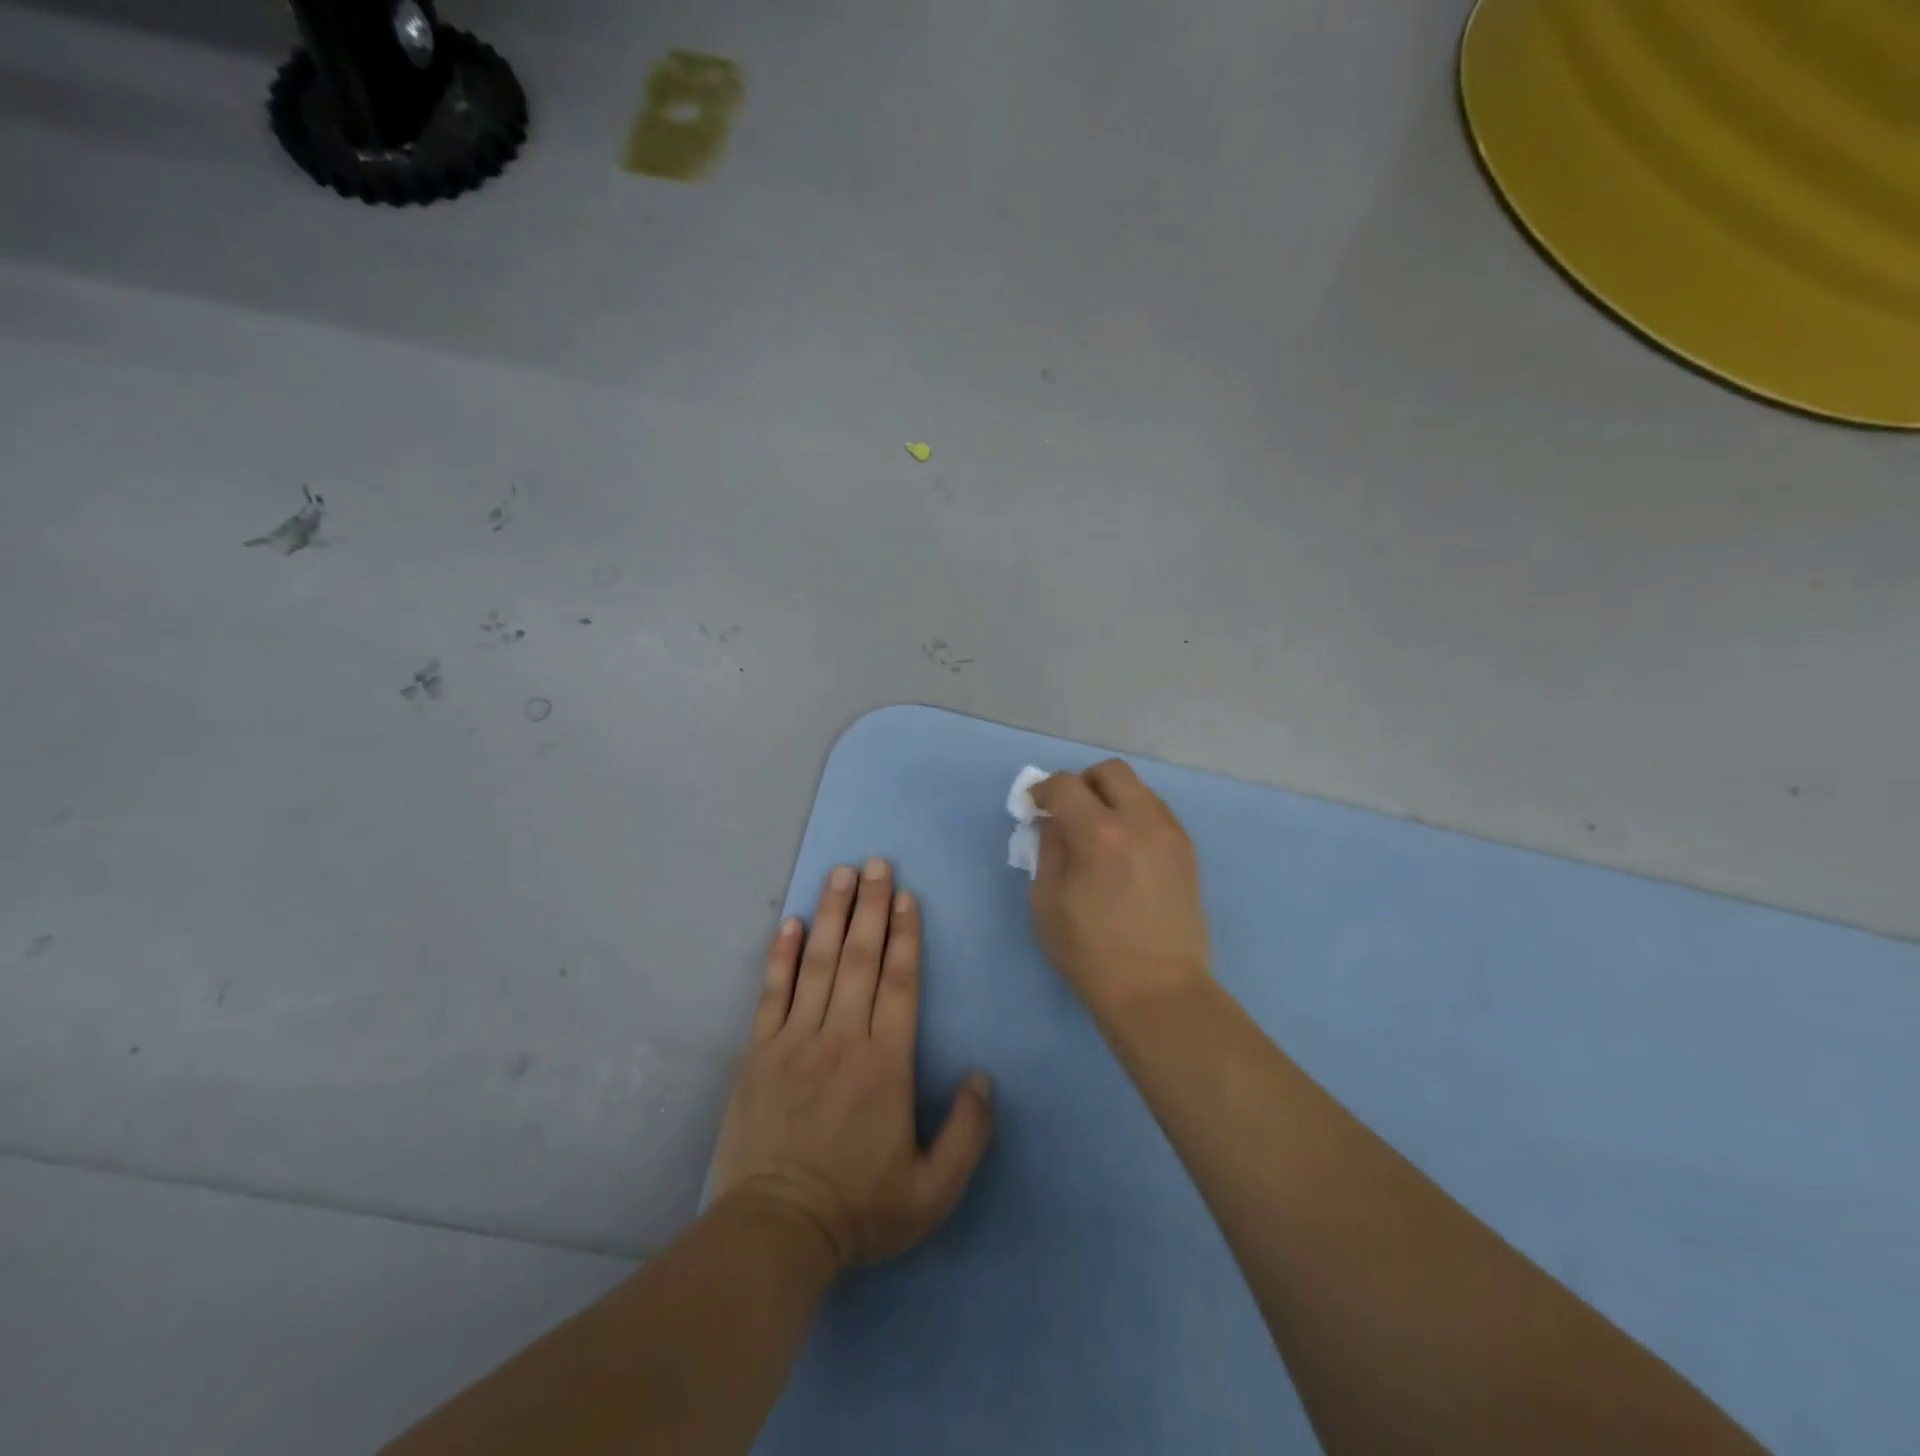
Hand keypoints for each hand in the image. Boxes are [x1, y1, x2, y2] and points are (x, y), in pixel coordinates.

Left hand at [710, 859, 993, 1272]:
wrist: (775, 1232)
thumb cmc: (859, 1209)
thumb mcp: (934, 1192)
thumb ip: (968, 1133)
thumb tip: (983, 1076)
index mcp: (885, 1064)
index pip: (899, 982)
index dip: (905, 935)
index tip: (907, 896)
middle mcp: (841, 1038)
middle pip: (859, 958)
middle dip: (870, 906)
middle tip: (876, 863)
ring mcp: (794, 1040)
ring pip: (817, 963)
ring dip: (830, 914)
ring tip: (840, 874)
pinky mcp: (758, 1053)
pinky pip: (772, 992)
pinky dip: (781, 955)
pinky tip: (790, 923)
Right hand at [1030, 760, 1210, 1013]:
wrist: (1158, 991)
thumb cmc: (1091, 953)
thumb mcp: (1047, 903)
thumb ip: (1049, 851)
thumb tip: (1055, 823)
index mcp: (1100, 834)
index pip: (1065, 785)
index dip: (1042, 790)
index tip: (1034, 807)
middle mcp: (1140, 821)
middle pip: (1110, 771)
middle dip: (1083, 783)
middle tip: (1069, 812)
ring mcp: (1170, 834)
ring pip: (1139, 789)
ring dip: (1112, 798)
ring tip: (1100, 833)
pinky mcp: (1187, 851)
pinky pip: (1157, 813)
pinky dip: (1136, 816)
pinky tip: (1125, 850)